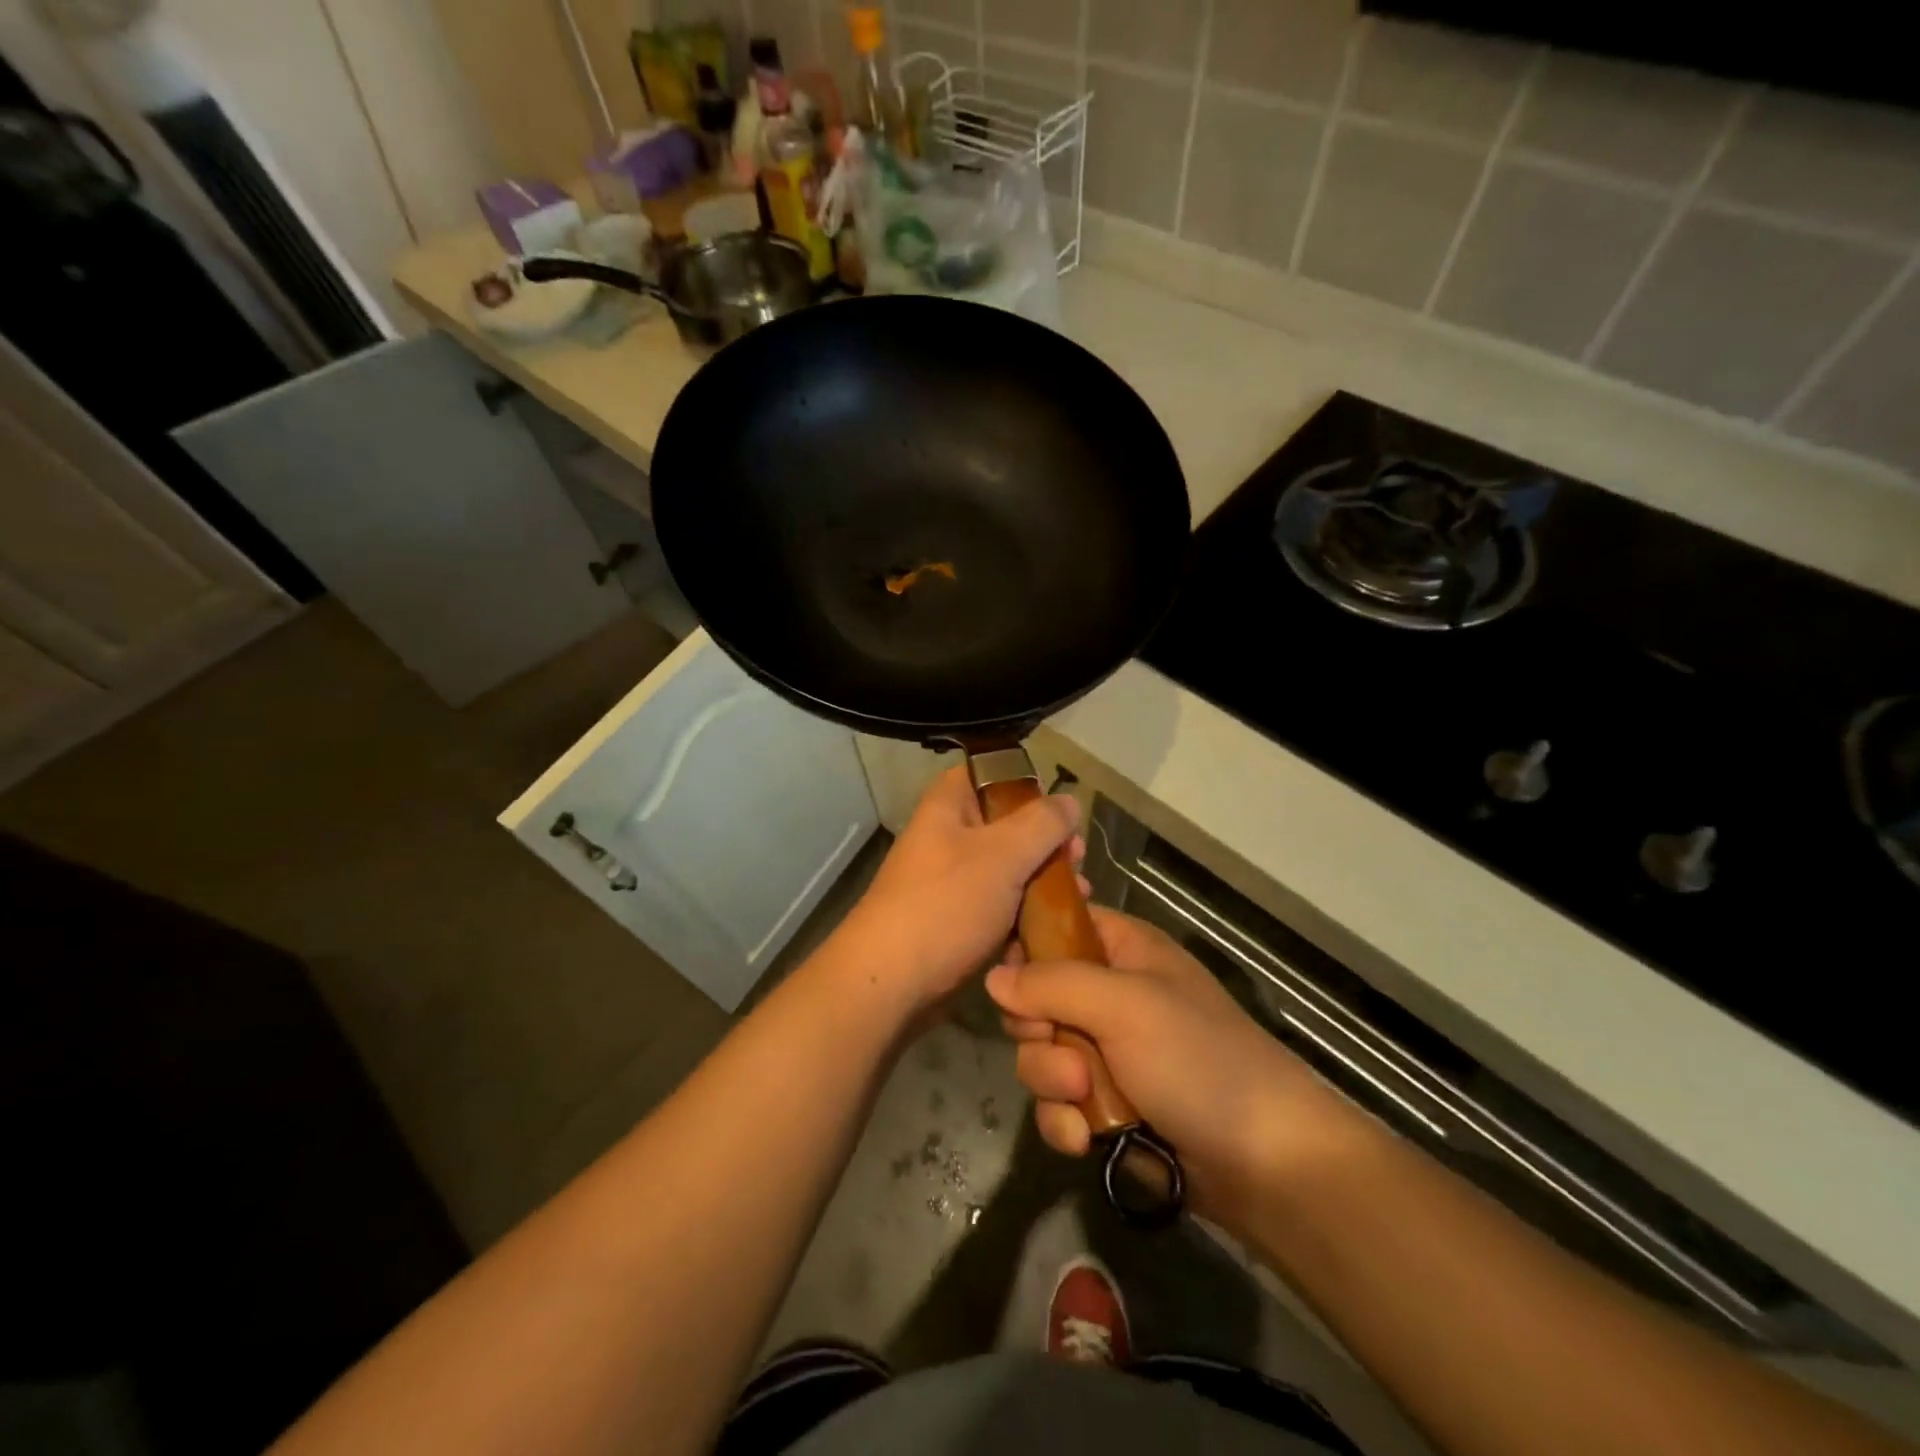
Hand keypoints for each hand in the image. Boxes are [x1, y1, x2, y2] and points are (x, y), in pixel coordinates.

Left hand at [831, 765, 1080, 1012]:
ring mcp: (951, 879)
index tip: (1060, 809)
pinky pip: (999, 904)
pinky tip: (1054, 925)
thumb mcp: (1002, 855)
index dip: (1025, 784)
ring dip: (1042, 879)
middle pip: (1005, 823)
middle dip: (1046, 841)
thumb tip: (1070, 801)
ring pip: (1007, 867)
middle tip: (1077, 859)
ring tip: (1080, 895)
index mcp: (948, 805)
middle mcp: (947, 836)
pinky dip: (1025, 911)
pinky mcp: (957, 918)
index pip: (987, 773)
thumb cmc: (946, 904)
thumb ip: (1042, 824)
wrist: (892, 981)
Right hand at [987, 908, 1356, 1226]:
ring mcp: (1109, 1053)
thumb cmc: (1198, 1060)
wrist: (1267, 1164)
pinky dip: (1064, 1121)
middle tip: (1058, 1046)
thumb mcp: (1124, 1005)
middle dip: (1039, 1032)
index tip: (1013, 982)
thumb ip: (1052, 983)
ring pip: (1041, 1054)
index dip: (1027, 950)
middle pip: (1037, 998)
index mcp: (1123, 950)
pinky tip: (1084, 1140)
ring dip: (1052, 1082)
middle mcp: (1111, 995)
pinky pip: (1058, 1102)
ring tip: (1084, 1102)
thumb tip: (993, 977)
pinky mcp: (1107, 1106)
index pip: (1056, 927)